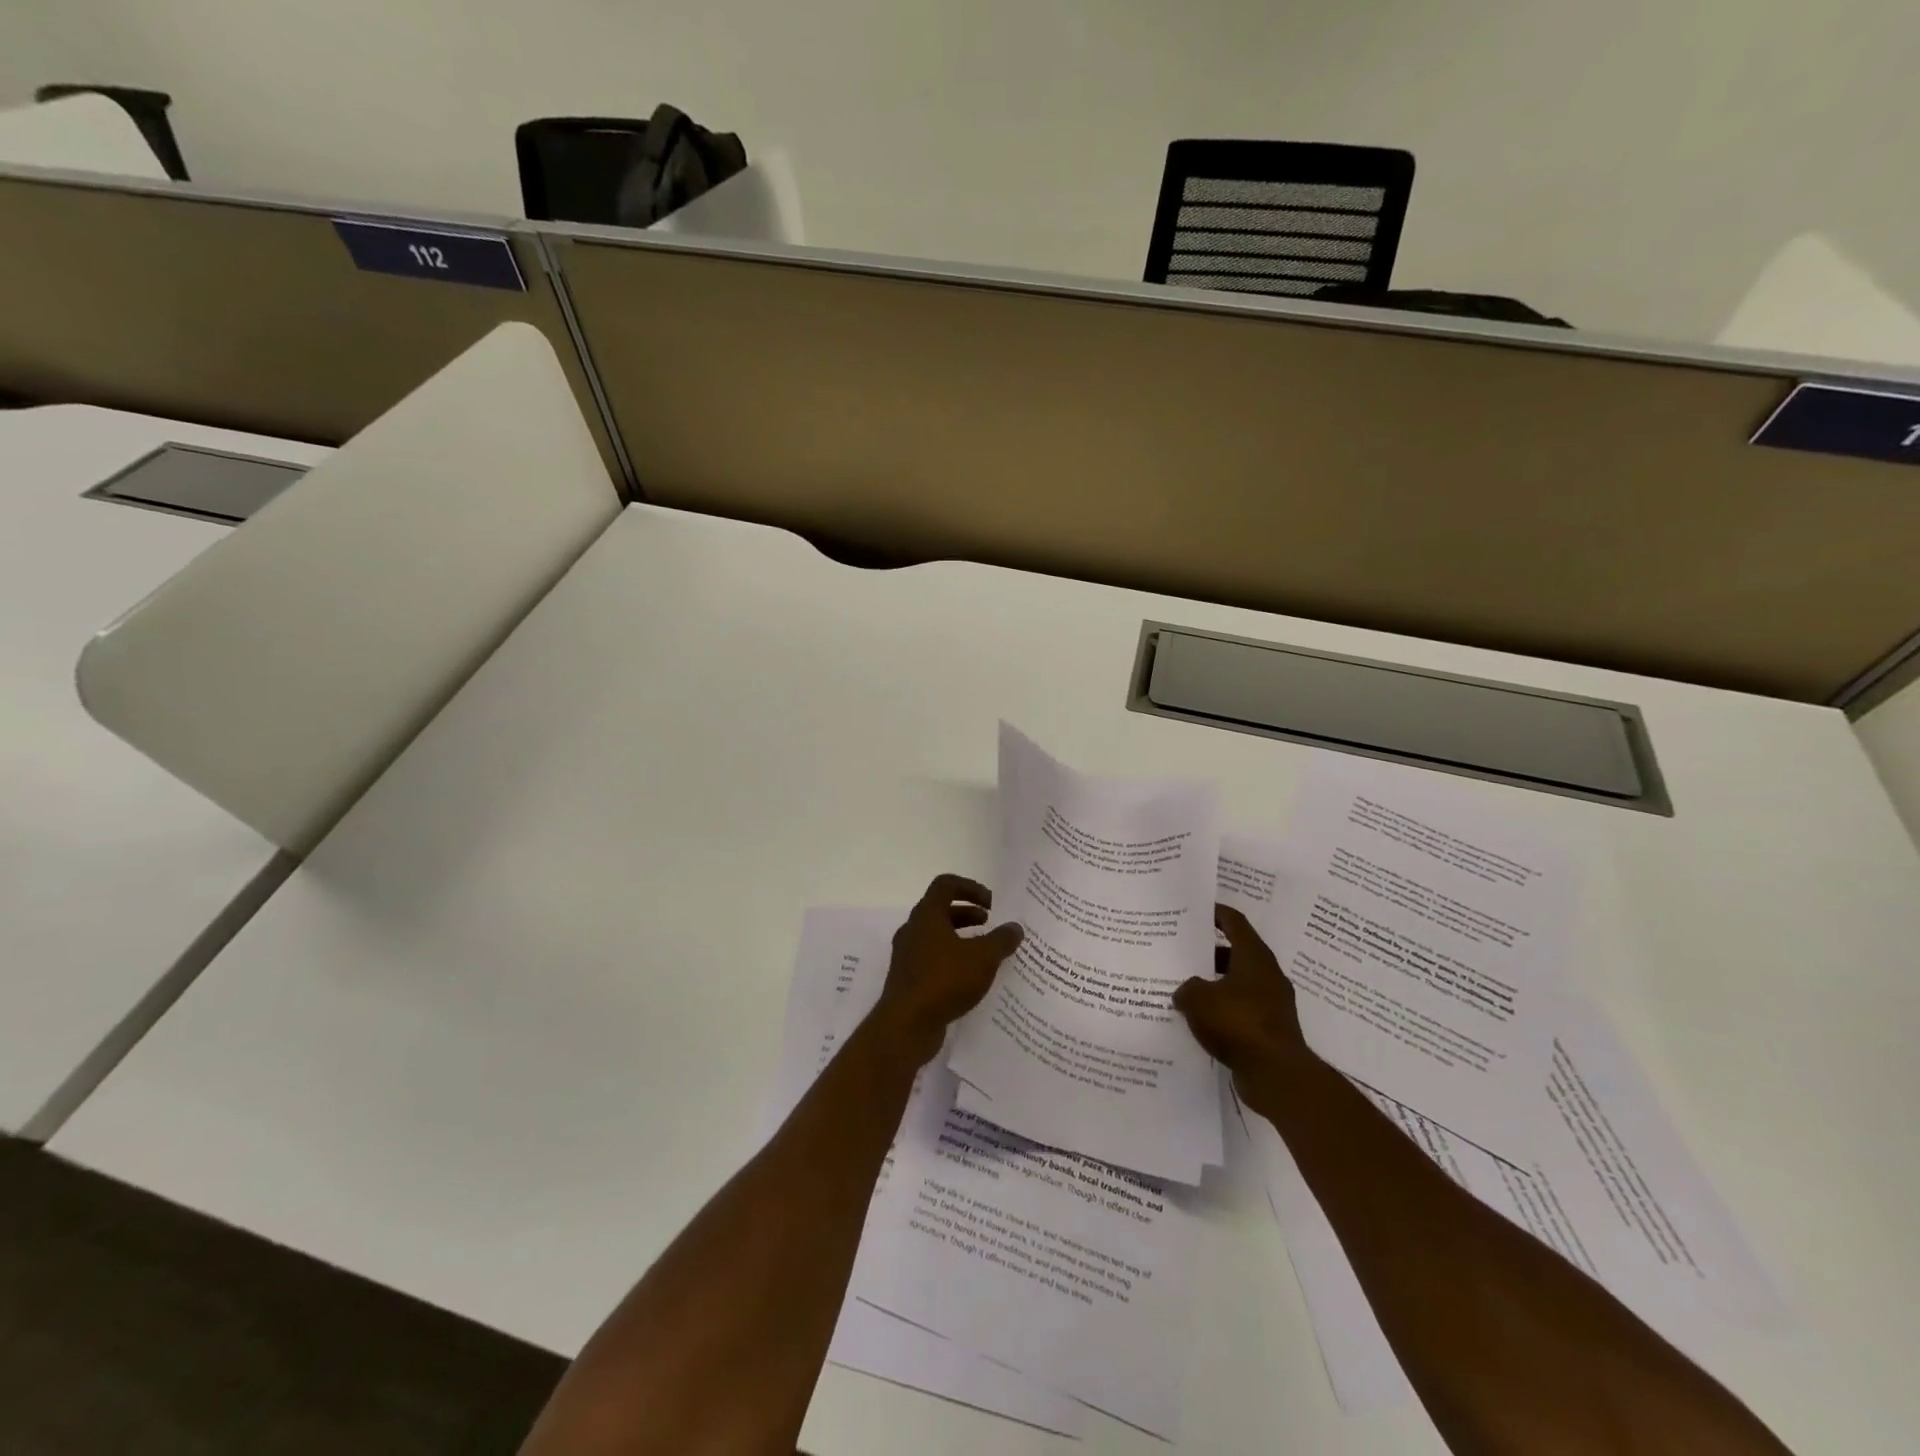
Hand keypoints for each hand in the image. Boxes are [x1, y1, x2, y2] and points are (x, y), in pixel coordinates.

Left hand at [869, 874, 1023, 1067]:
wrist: (906, 1025)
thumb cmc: (944, 980)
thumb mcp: (983, 958)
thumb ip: (1001, 940)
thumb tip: (1014, 927)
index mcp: (927, 915)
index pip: (946, 884)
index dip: (970, 887)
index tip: (991, 904)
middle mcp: (913, 930)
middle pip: (941, 910)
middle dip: (968, 914)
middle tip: (990, 925)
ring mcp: (907, 955)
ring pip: (937, 936)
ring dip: (961, 937)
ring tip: (986, 952)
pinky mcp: (908, 979)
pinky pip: (933, 959)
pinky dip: (952, 959)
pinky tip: (971, 978)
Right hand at [1172, 905, 1315, 1100]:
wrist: (1277, 1075)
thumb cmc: (1239, 1023)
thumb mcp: (1198, 999)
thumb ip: (1187, 988)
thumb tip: (1185, 991)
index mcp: (1254, 957)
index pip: (1234, 922)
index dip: (1215, 913)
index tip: (1195, 909)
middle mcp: (1267, 974)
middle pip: (1235, 952)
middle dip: (1208, 952)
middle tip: (1181, 952)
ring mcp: (1272, 1002)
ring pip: (1237, 982)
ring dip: (1214, 983)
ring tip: (1185, 988)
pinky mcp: (1270, 1028)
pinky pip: (1241, 1008)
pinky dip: (1223, 1009)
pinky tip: (1200, 1019)